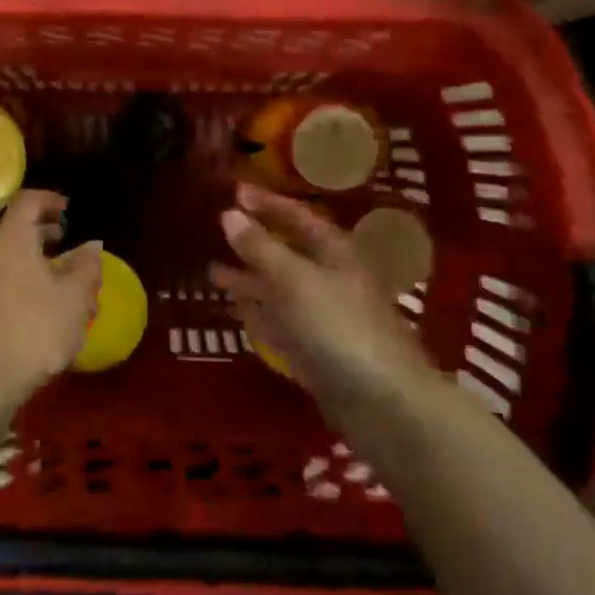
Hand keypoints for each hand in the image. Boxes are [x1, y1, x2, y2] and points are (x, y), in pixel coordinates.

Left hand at [0, 190, 103, 408]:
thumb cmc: (31, 331)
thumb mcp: (74, 299)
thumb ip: (86, 267)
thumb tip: (91, 246)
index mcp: (9, 239)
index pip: (27, 201)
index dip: (50, 200)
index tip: (69, 211)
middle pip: (13, 231)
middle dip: (42, 235)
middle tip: (67, 246)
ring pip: (3, 260)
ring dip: (30, 264)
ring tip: (56, 284)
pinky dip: (15, 284)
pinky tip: (33, 312)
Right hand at [210, 184, 429, 415]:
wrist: (382, 403)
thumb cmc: (338, 327)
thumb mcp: (294, 280)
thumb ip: (260, 247)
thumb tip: (228, 214)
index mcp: (334, 253)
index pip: (298, 216)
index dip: (267, 203)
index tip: (234, 191)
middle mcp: (330, 279)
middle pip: (287, 253)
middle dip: (254, 242)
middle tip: (218, 230)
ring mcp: (323, 317)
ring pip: (280, 290)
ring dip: (249, 280)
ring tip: (212, 271)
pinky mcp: (315, 351)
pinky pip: (280, 323)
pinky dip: (258, 313)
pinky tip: (235, 309)